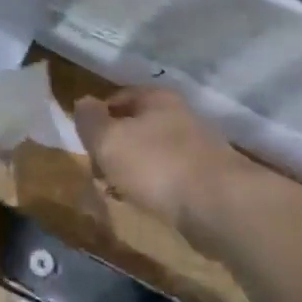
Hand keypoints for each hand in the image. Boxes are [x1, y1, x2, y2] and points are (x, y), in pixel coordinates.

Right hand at [73, 86, 244, 243]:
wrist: (219, 205)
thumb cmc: (155, 164)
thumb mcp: (108, 139)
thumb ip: (90, 120)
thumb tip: (82, 103)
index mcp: (156, 97)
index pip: (118, 97)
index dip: (98, 116)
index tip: (85, 140)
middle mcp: (179, 115)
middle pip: (136, 125)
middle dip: (115, 146)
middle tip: (98, 169)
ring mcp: (197, 147)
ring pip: (152, 152)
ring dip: (133, 169)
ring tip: (118, 191)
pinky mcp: (208, 178)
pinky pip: (169, 176)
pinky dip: (154, 187)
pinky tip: (145, 203)